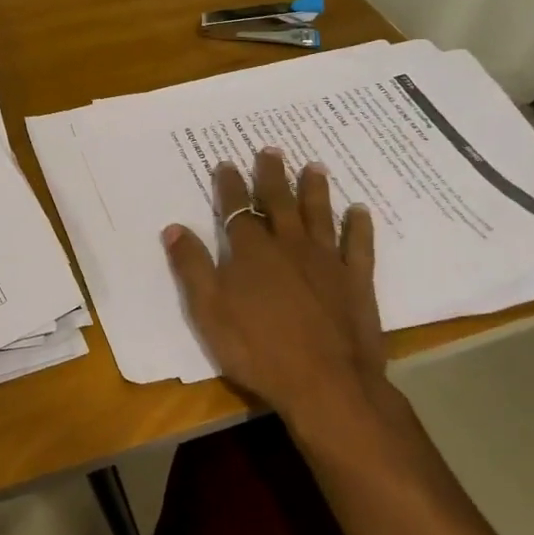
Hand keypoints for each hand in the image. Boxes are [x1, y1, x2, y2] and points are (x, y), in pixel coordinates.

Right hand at [162, 148, 391, 423]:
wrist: (326, 384)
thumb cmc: (258, 349)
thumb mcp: (209, 311)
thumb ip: (191, 267)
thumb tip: (173, 228)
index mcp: (251, 252)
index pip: (236, 208)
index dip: (229, 185)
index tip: (226, 163)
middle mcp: (289, 246)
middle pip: (278, 202)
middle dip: (272, 175)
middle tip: (271, 149)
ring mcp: (326, 262)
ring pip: (319, 215)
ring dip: (315, 189)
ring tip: (314, 166)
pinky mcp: (356, 282)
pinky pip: (359, 246)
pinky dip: (359, 226)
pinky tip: (360, 210)